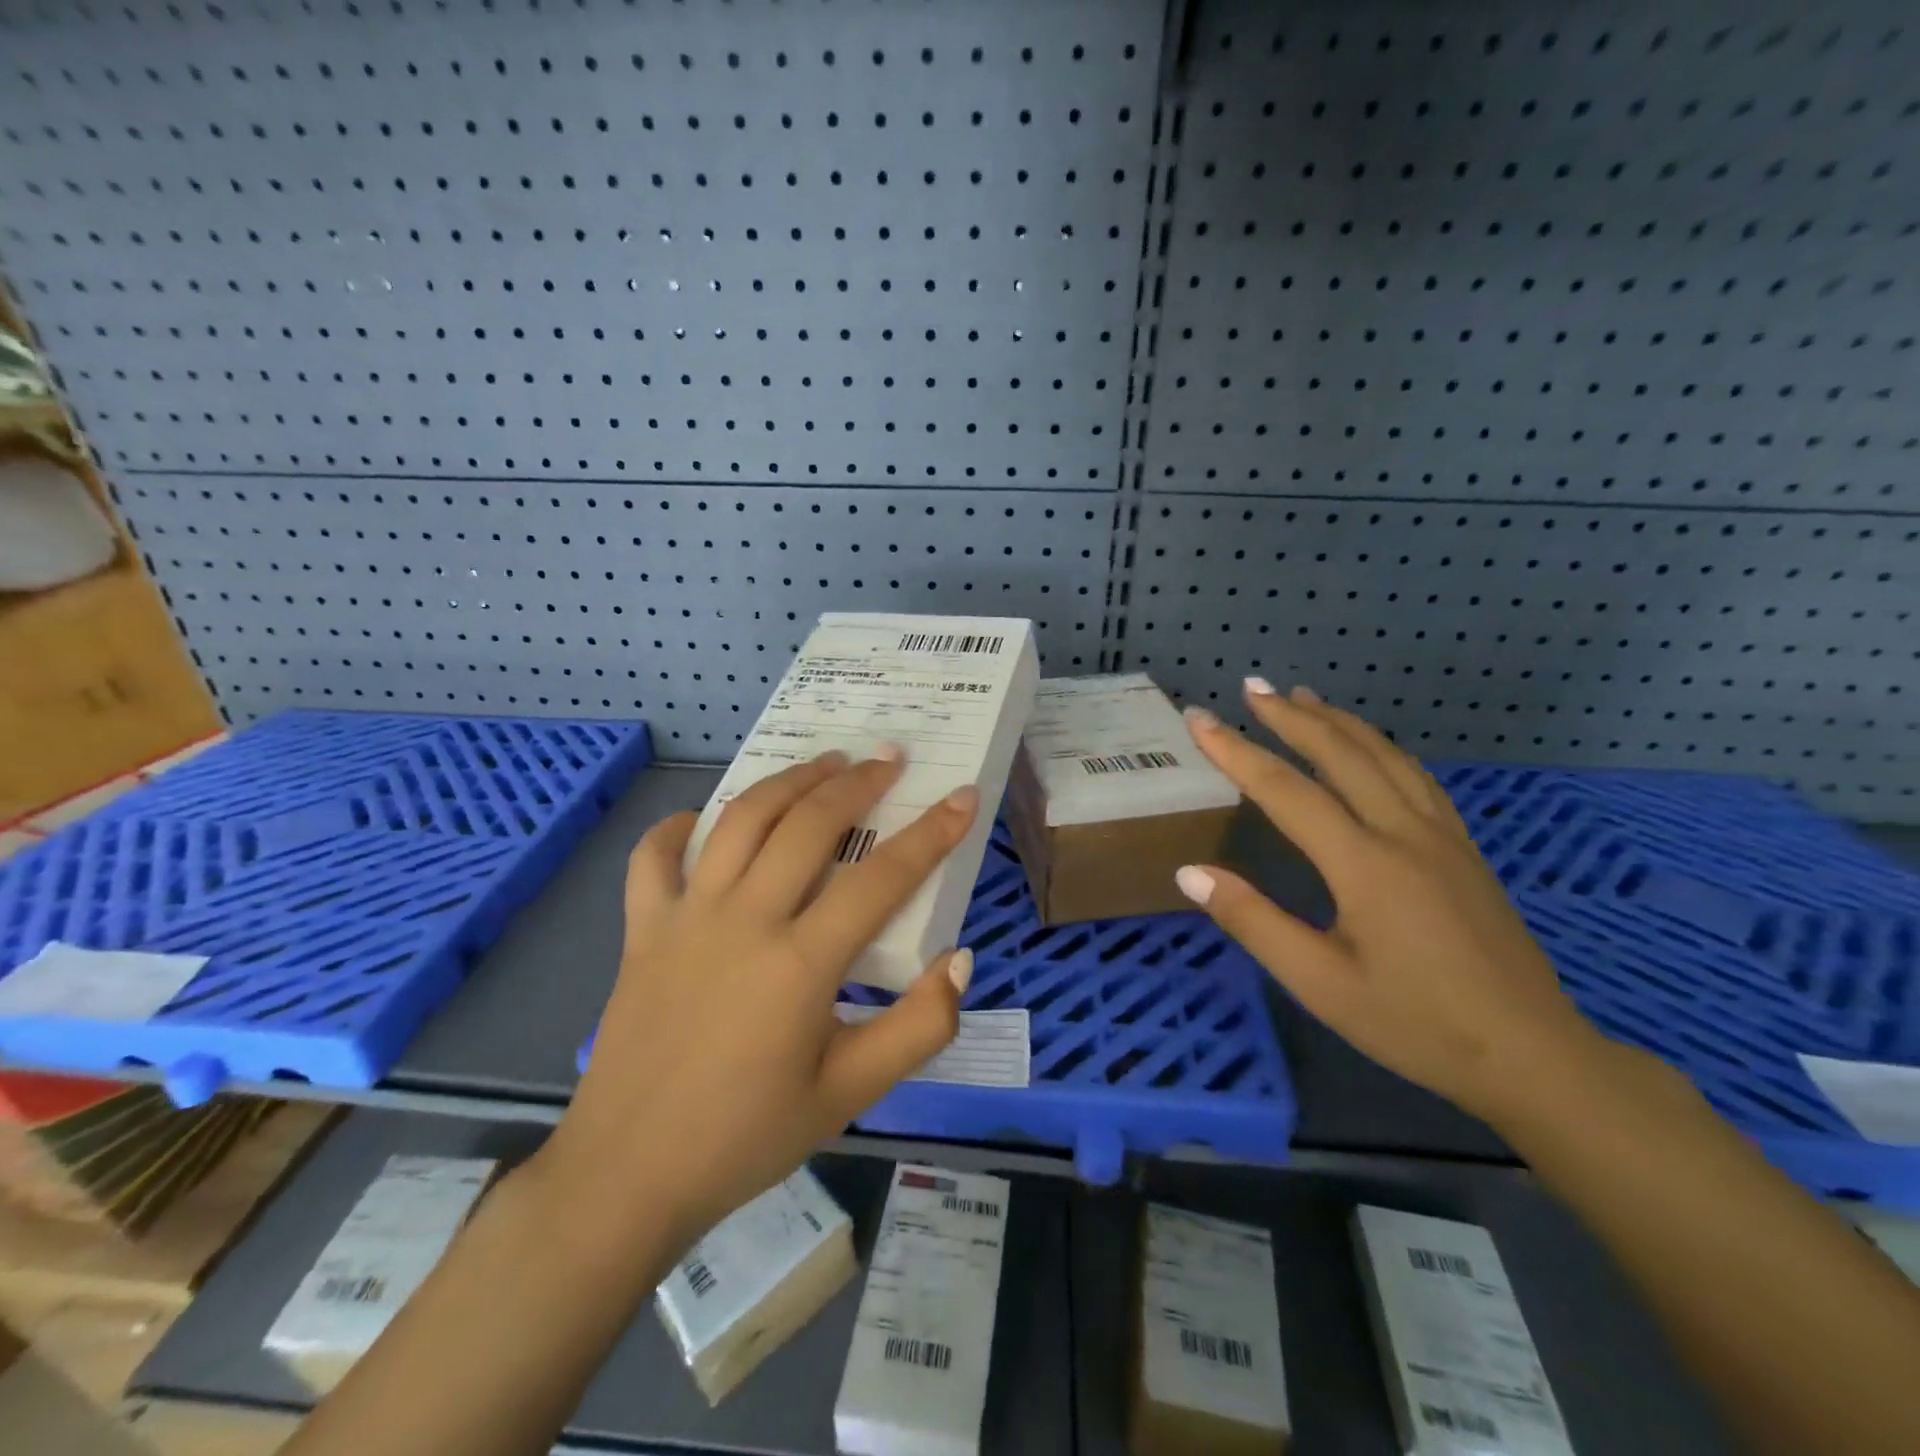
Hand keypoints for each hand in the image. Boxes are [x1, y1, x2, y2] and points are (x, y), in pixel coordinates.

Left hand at [533, 750, 978, 1249]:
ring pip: (741, 820)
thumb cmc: (747, 1137)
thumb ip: (918, 1028)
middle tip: (888, 759)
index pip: (882, 878)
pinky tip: (701, 820)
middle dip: (858, 783)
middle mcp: (744, 920)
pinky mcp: (643, 930)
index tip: (961, 797)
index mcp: (800, 964)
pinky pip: (654, 858)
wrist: (627, 1176)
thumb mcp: (851, 1095)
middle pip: (810, 824)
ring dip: (789, 782)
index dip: (931, 833)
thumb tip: (959, 959)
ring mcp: (686, 918)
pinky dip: (678, 828)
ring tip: (824, 763)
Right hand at [1176, 680, 1600, 1124]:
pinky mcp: (1463, 849)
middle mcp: (1404, 832)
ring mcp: (1442, 836)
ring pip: (1385, 756)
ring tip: (1302, 697)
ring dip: (1337, 721)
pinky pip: (1415, 776)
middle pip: (1341, 754)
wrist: (1532, 1055)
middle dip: (1291, 716)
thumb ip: (1253, 921)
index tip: (1198, 719)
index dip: (1235, 751)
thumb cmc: (1415, 1024)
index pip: (1286, 790)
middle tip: (1252, 687)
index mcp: (1364, 863)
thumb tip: (1188, 872)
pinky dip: (1380, 746)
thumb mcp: (1320, 983)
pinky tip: (1370, 747)